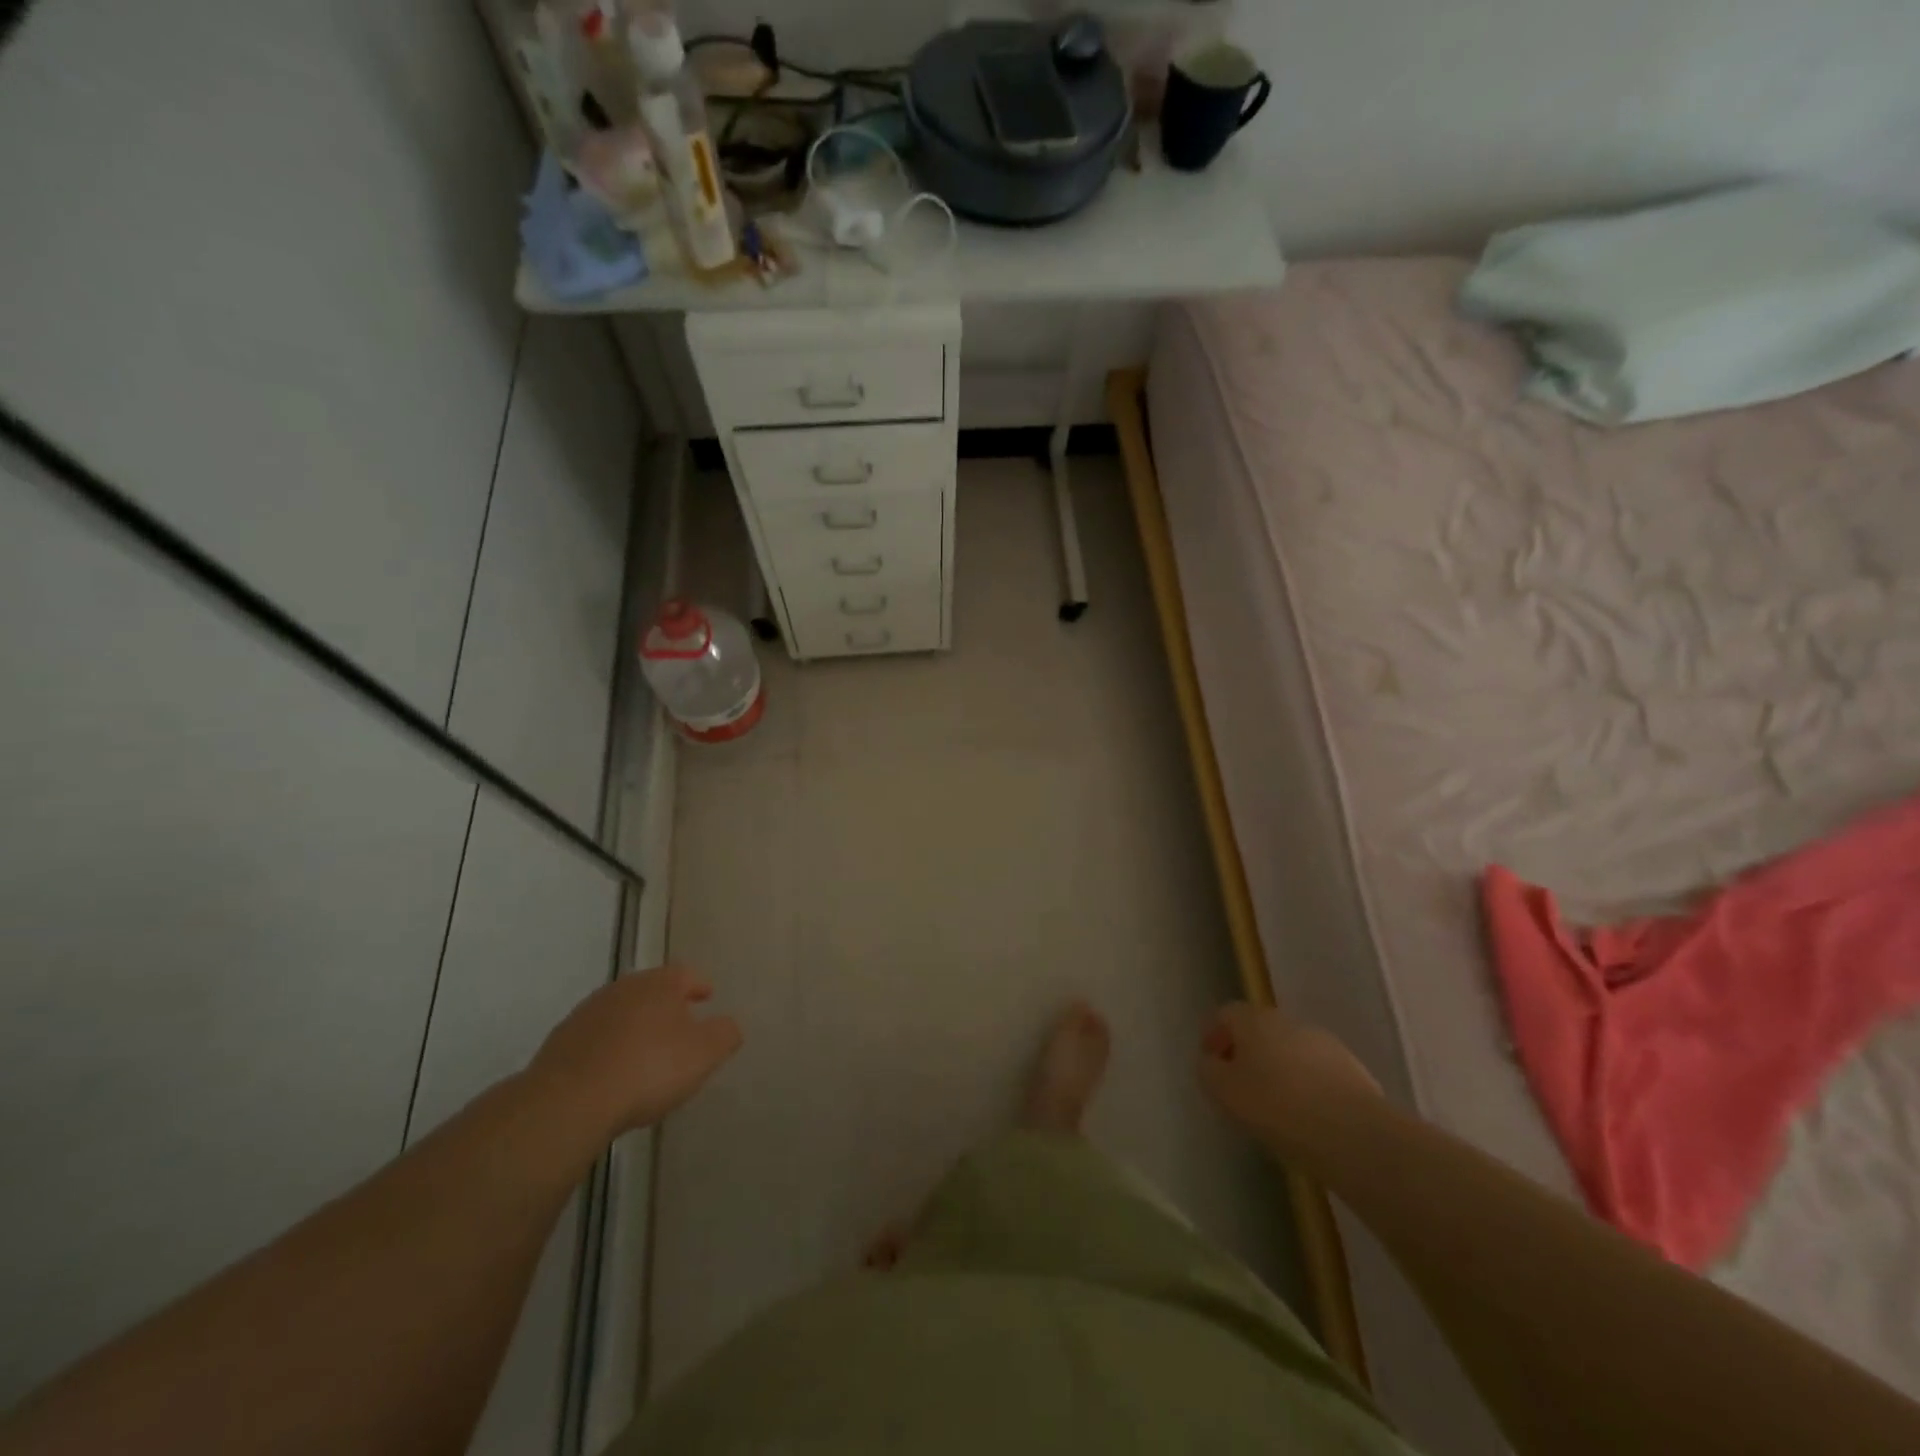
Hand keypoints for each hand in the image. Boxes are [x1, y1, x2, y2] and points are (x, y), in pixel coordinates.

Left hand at [528, 965, 742, 1138]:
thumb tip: (729, 1024)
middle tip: (680, 1024)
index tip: (707, 996)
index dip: (699, 984)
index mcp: (659, 984)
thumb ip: (725, 1034)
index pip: (685, 973)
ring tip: (646, 1052)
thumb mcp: (704, 1054)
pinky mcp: (560, 1043)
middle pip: (650, 989)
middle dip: (666, 1004)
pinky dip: (608, 1048)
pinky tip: (613, 1072)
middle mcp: (622, 989)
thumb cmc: (648, 1069)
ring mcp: (586, 1014)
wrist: (569, 1102)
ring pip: (620, 1012)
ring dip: (635, 1025)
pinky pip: (595, 1039)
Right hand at [1198, 1001, 1379, 1153]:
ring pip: (1290, 1051)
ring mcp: (1325, 1044)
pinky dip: (1306, 1086)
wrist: (1354, 1135)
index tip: (1209, 1061)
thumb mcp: (1223, 1091)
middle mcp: (1289, 1022)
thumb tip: (1212, 1061)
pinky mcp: (1354, 1072)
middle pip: (1260, 1030)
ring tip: (1274, 1106)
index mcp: (1254, 1019)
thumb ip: (1209, 1071)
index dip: (1214, 1034)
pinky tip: (1305, 1116)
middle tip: (1239, 1084)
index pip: (1226, 1014)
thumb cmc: (1277, 1107)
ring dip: (1278, 1069)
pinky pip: (1317, 1073)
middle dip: (1247, 1052)